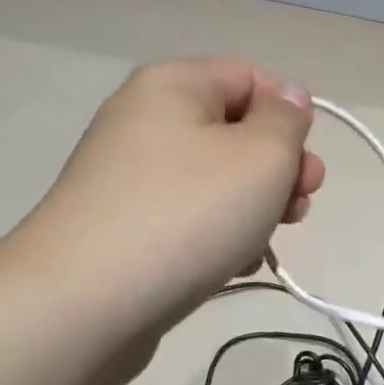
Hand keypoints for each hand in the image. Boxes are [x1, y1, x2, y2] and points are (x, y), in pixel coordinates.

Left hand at [9, 59, 322, 334]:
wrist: (79, 306)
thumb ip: (287, 120)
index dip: (289, 116)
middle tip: (299, 207)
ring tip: (264, 243)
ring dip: (254, 205)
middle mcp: (144, 119)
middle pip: (235, 129)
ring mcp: (127, 174)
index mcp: (173, 85)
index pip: (252, 77)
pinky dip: (216, 233)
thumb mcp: (262, 156)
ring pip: (215, 177)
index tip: (305, 166)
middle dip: (278, 168)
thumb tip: (286, 101)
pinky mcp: (119, 224)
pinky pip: (186, 214)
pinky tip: (231, 265)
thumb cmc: (185, 214)